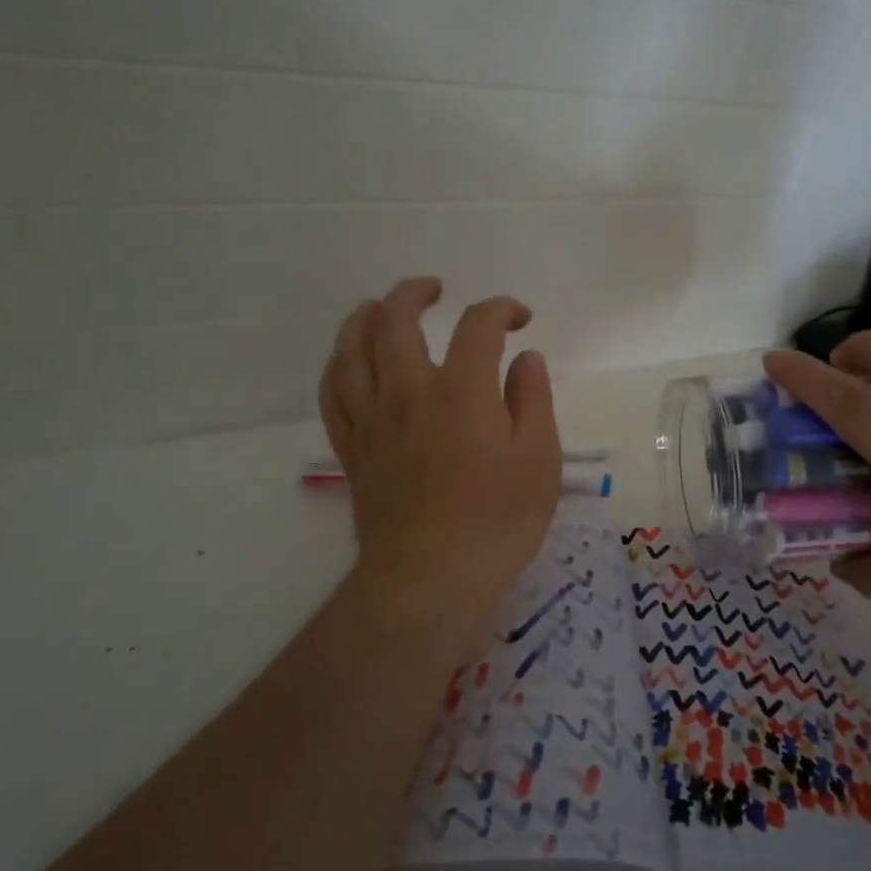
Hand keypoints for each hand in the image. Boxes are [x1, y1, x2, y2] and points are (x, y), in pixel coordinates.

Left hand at [318, 278, 563, 664]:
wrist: (429, 581)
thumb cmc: (496, 524)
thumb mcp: (539, 462)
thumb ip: (532, 401)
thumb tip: (525, 359)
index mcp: (461, 391)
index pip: (477, 325)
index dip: (501, 309)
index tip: (520, 319)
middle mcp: (408, 392)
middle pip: (394, 319)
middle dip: (414, 292)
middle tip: (435, 289)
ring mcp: (372, 421)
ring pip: (350, 349)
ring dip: (363, 317)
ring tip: (378, 308)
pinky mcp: (352, 450)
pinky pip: (332, 395)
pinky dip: (337, 367)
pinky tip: (347, 362)